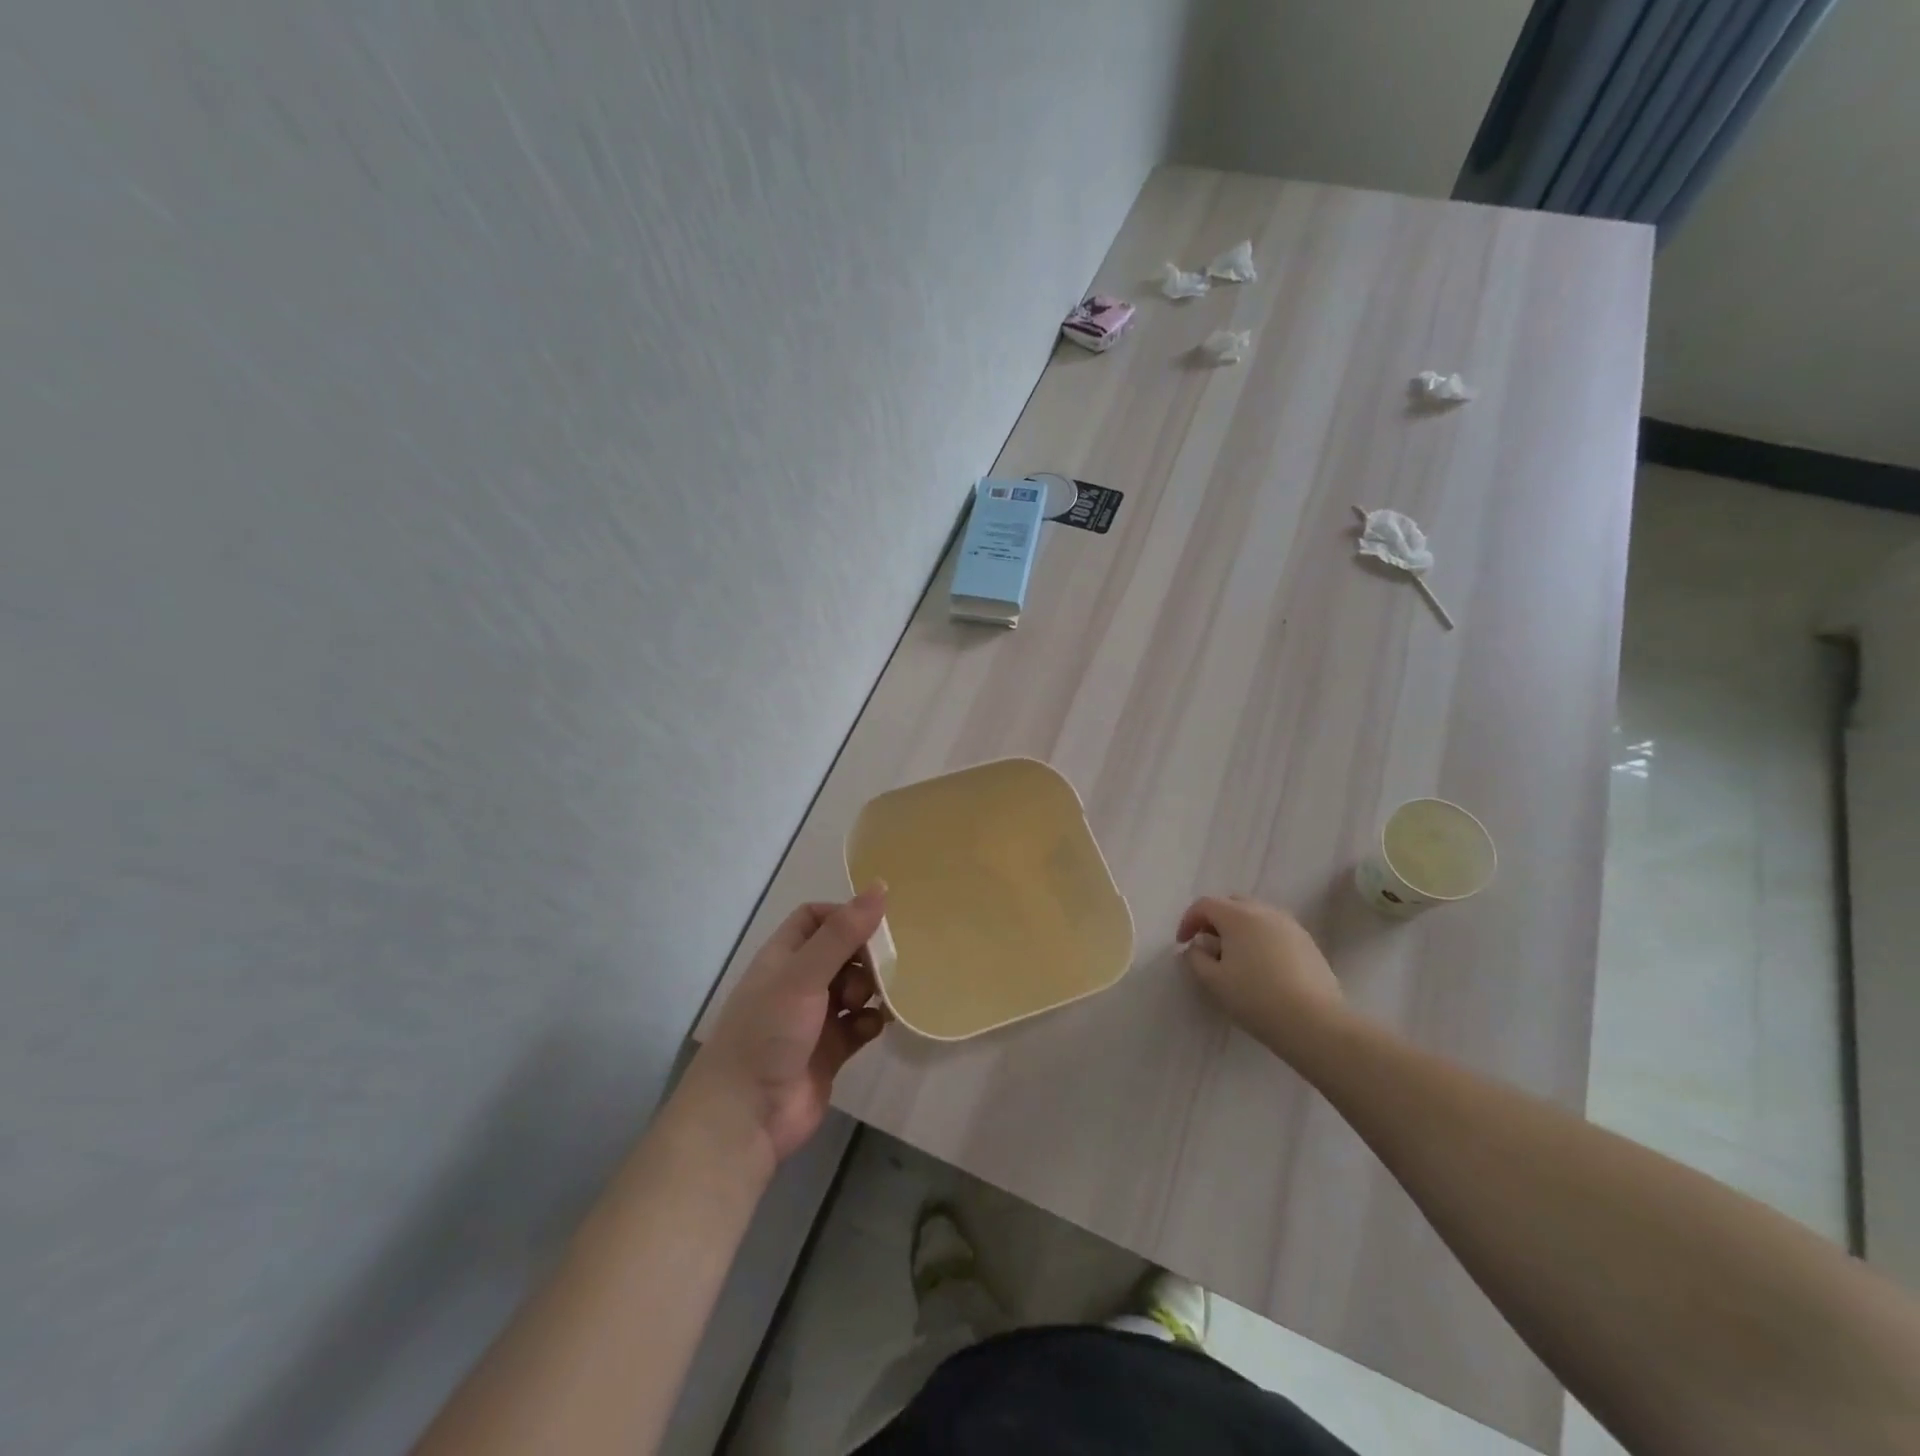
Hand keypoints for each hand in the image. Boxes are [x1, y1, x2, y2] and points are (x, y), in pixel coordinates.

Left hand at [685, 886, 890, 1164]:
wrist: (745, 1116)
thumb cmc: (768, 1033)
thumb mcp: (804, 975)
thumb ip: (842, 934)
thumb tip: (881, 886)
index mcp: (784, 957)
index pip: (815, 918)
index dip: (843, 915)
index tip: (872, 925)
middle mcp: (798, 983)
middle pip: (841, 952)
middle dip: (864, 956)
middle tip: (881, 968)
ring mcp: (815, 1019)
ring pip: (854, 989)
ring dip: (871, 989)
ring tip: (873, 1000)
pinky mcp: (831, 1052)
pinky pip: (860, 1025)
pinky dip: (872, 1022)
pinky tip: (876, 1026)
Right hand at [1177, 895, 1346, 1059]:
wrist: (1315, 1023)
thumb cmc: (1256, 998)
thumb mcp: (1214, 981)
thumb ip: (1196, 958)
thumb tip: (1197, 946)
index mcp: (1238, 916)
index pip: (1204, 905)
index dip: (1188, 921)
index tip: (1183, 943)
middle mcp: (1264, 911)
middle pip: (1232, 904)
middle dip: (1215, 920)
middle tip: (1208, 946)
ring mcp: (1290, 925)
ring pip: (1256, 915)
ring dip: (1239, 928)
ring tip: (1236, 957)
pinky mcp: (1308, 942)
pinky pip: (1275, 930)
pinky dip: (1261, 938)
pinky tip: (1262, 966)